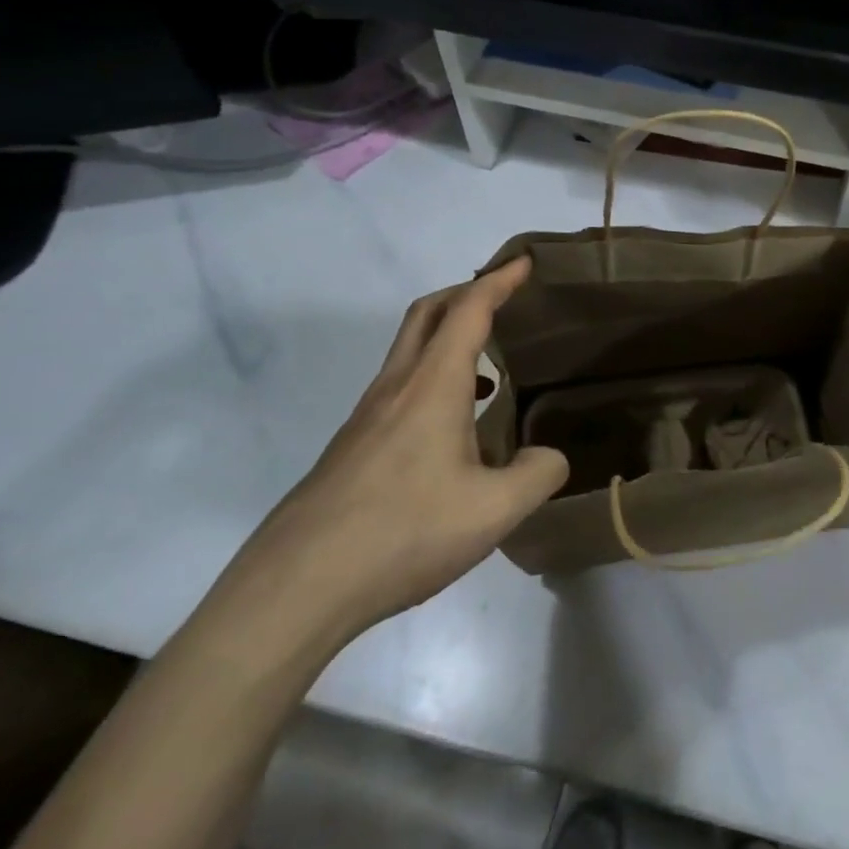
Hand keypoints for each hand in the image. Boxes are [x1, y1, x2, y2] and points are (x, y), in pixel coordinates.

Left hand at [246, 258, 567, 637]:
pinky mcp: (352, 448)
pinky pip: (399, 390)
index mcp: (432, 385)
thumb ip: (537, 475)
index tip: (523, 262)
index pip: (469, 311)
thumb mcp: (493, 511)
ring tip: (487, 369)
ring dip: (448, 340)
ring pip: (409, 353)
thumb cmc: (403, 532)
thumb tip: (550, 457)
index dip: (499, 281)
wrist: (297, 585)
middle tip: (501, 299)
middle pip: (427, 314)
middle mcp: (396, 387)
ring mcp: (367, 417)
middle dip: (465, 293)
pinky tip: (451, 431)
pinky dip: (432, 381)